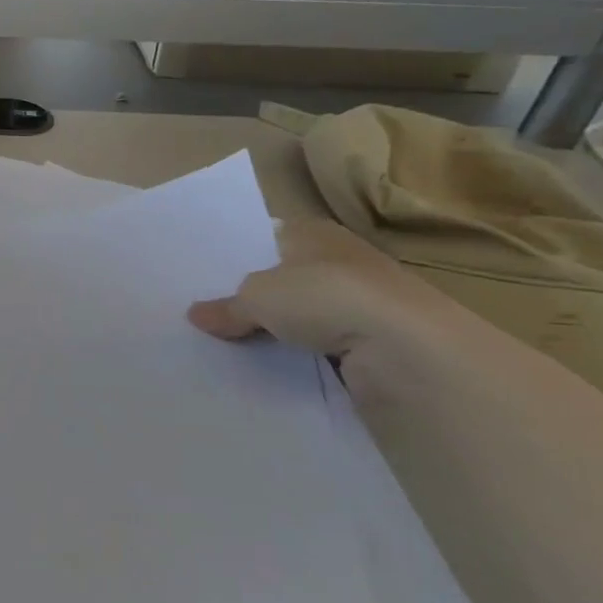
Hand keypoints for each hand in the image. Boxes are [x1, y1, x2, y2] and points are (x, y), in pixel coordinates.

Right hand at [186, 218, 455, 357]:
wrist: (407, 349)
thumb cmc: (326, 297)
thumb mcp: (257, 296)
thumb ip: (227, 306)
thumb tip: (196, 316)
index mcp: (314, 233)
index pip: (267, 238)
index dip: (237, 256)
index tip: (203, 279)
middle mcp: (339, 262)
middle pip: (282, 279)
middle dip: (251, 298)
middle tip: (205, 316)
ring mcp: (359, 305)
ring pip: (300, 317)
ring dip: (275, 332)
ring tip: (226, 346)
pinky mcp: (371, 345)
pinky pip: (318, 349)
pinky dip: (297, 359)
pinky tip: (265, 369)